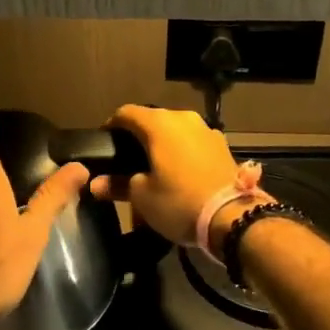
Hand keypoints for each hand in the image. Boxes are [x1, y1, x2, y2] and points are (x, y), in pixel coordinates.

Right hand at [88, 105, 250, 250]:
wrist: (234, 217)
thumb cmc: (179, 202)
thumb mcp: (142, 197)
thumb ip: (117, 184)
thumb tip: (96, 184)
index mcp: (159, 123)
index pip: (125, 113)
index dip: (111, 127)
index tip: (105, 145)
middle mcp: (183, 118)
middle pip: (152, 121)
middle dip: (138, 139)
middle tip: (128, 163)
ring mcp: (206, 130)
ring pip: (175, 132)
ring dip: (163, 147)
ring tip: (156, 171)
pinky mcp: (222, 146)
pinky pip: (193, 144)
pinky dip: (182, 154)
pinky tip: (181, 175)